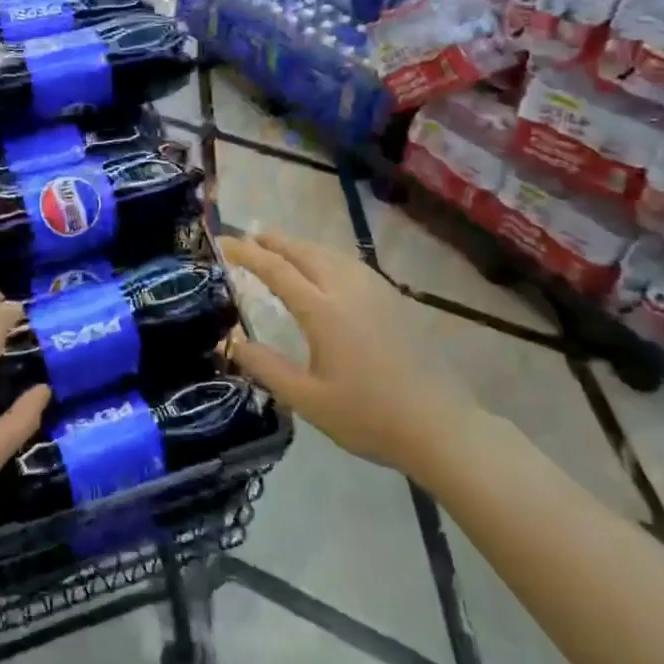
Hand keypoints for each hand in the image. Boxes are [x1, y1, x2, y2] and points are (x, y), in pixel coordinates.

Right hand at [219, 232, 476, 479]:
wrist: (440, 425)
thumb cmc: (369, 417)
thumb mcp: (308, 400)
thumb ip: (266, 367)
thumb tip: (232, 340)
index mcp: (323, 311)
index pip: (276, 269)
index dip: (246, 253)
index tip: (223, 243)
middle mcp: (347, 289)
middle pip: (303, 252)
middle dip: (273, 241)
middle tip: (248, 238)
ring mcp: (375, 290)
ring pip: (330, 253)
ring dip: (300, 246)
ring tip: (280, 248)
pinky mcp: (394, 298)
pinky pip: (350, 263)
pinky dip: (325, 256)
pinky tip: (324, 268)